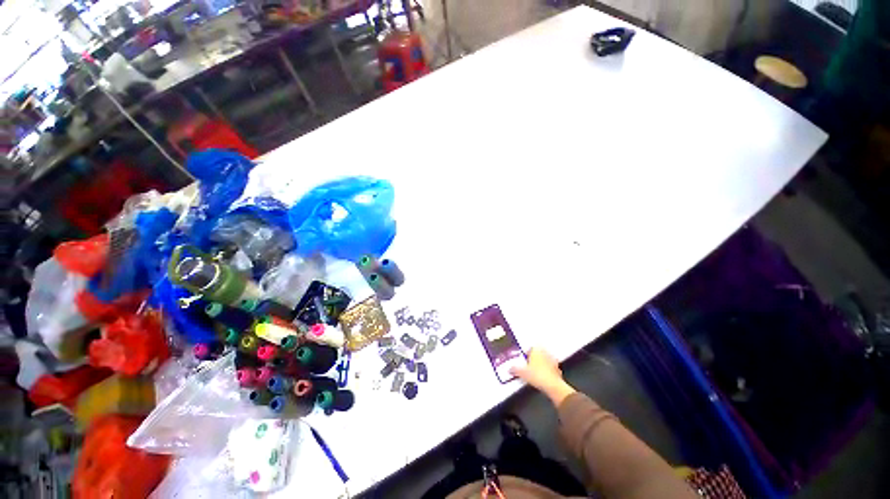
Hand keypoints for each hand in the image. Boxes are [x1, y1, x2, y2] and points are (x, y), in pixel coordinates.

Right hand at [510, 348, 575, 405]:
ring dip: (542, 364)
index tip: (524, 358)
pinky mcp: (558, 370)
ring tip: (536, 371)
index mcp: (536, 350)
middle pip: (539, 353)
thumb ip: (515, 369)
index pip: (531, 347)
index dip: (526, 353)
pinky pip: (551, 368)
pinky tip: (543, 378)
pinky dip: (548, 371)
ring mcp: (553, 361)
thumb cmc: (537, 375)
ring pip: (545, 360)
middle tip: (529, 363)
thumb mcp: (522, 373)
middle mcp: (545, 353)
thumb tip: (510, 369)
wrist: (553, 386)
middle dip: (535, 357)